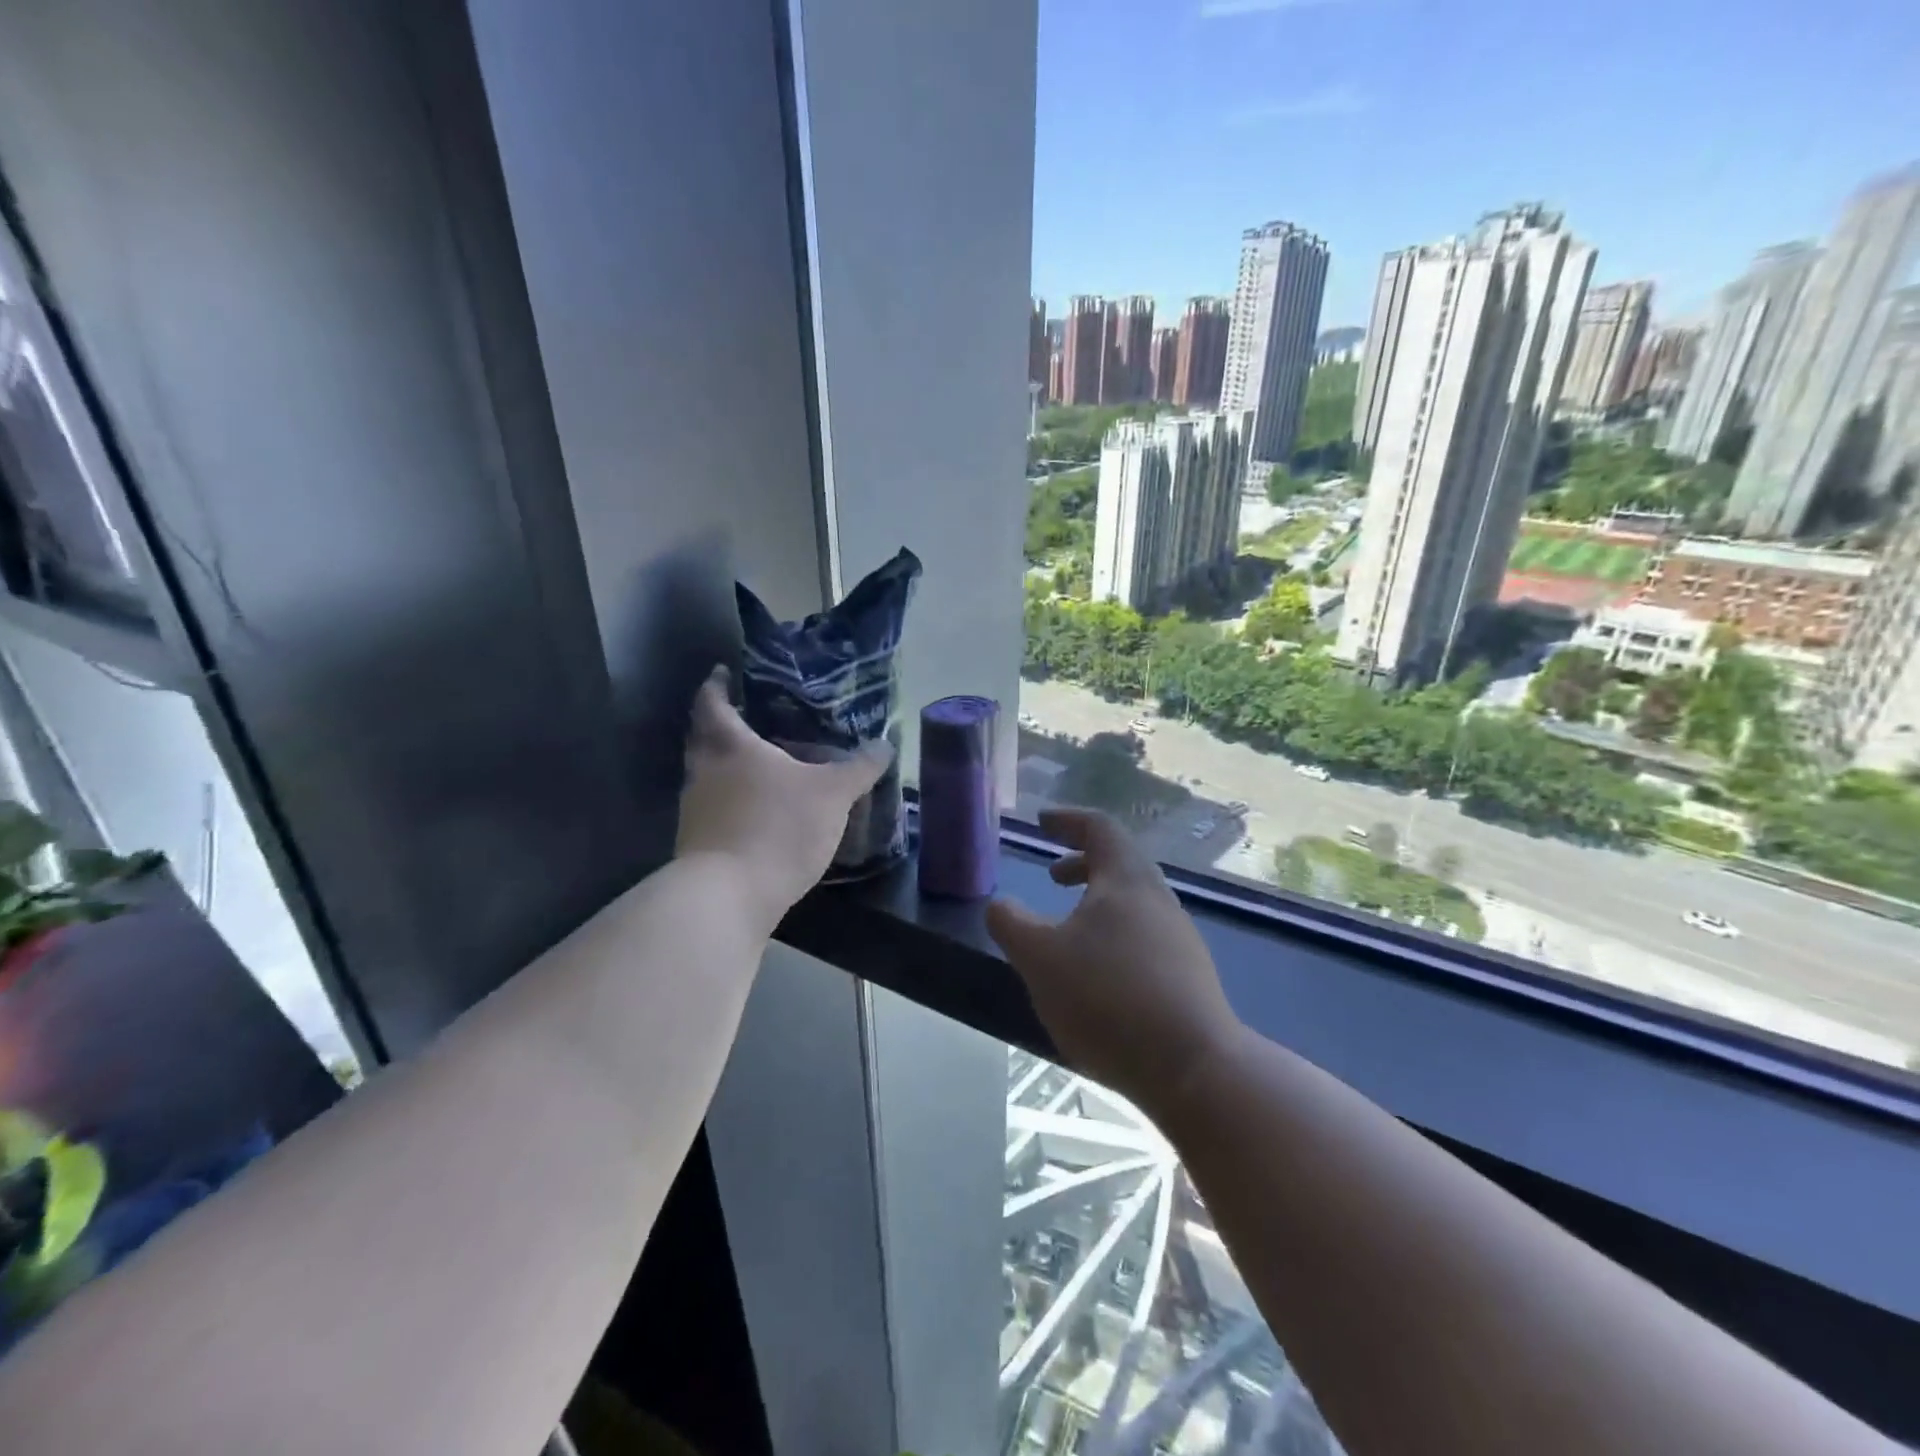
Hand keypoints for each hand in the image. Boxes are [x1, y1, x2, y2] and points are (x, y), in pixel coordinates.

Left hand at [675, 671, 891, 935]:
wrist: (727, 897)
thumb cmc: (777, 828)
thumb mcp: (832, 795)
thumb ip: (859, 768)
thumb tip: (884, 745)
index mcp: (730, 747)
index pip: (712, 704)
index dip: (715, 686)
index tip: (721, 673)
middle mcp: (704, 772)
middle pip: (701, 739)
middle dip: (718, 725)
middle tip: (745, 718)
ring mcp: (695, 810)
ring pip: (706, 776)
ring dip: (725, 767)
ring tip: (760, 766)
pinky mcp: (697, 844)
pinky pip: (714, 809)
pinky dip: (731, 802)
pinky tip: (758, 812)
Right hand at [986, 808, 1240, 1114]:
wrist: (1192, 1067)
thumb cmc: (1107, 998)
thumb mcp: (1039, 958)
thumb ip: (1011, 923)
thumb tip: (999, 904)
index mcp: (1127, 879)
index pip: (1099, 828)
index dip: (1068, 820)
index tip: (1043, 822)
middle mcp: (1159, 899)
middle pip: (1120, 863)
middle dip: (1082, 863)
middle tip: (1052, 876)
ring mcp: (1179, 938)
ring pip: (1133, 901)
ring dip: (1097, 901)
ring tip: (1068, 930)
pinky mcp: (1188, 975)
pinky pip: (1144, 935)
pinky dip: (1114, 933)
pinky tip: (1097, 973)